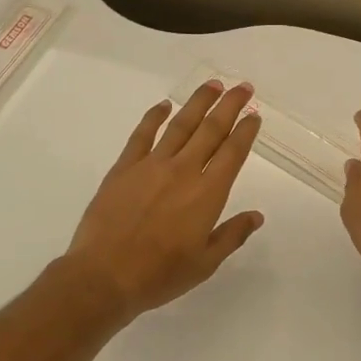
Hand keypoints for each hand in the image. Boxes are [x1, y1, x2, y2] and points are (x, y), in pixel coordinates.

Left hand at [63, 81, 266, 322]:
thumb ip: (232, 235)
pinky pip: (142, 134)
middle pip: (211, 130)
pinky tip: (164, 105)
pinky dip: (155, 117)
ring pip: (180, 124)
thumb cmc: (160, 275)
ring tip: (213, 85)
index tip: (254, 116)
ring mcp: (151, 165)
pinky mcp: (124, 168)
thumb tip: (256, 216)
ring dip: (198, 102)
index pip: (233, 153)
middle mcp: (183, 171)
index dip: (246, 132)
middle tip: (243, 87)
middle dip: (230, 106)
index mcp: (208, 194)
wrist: (104, 275)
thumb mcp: (205, 263)